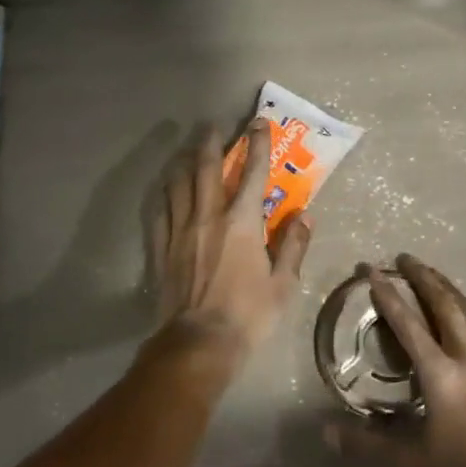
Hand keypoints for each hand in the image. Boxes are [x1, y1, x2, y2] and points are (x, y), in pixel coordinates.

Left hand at [148, 120, 311, 361]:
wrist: (198, 343)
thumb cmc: (248, 314)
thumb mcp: (283, 284)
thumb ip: (294, 246)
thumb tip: (305, 215)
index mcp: (242, 223)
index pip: (252, 173)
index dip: (257, 144)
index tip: (258, 123)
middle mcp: (209, 217)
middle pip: (205, 169)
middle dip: (211, 142)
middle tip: (212, 125)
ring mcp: (180, 231)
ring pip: (178, 185)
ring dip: (183, 162)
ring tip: (187, 151)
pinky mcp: (162, 249)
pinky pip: (160, 211)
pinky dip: (164, 194)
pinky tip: (166, 189)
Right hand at [333, 254, 465, 466]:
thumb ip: (368, 444)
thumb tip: (326, 431)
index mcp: (441, 374)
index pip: (408, 323)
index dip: (387, 294)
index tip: (371, 270)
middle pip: (444, 303)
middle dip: (422, 277)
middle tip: (404, 257)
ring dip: (447, 287)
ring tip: (431, 273)